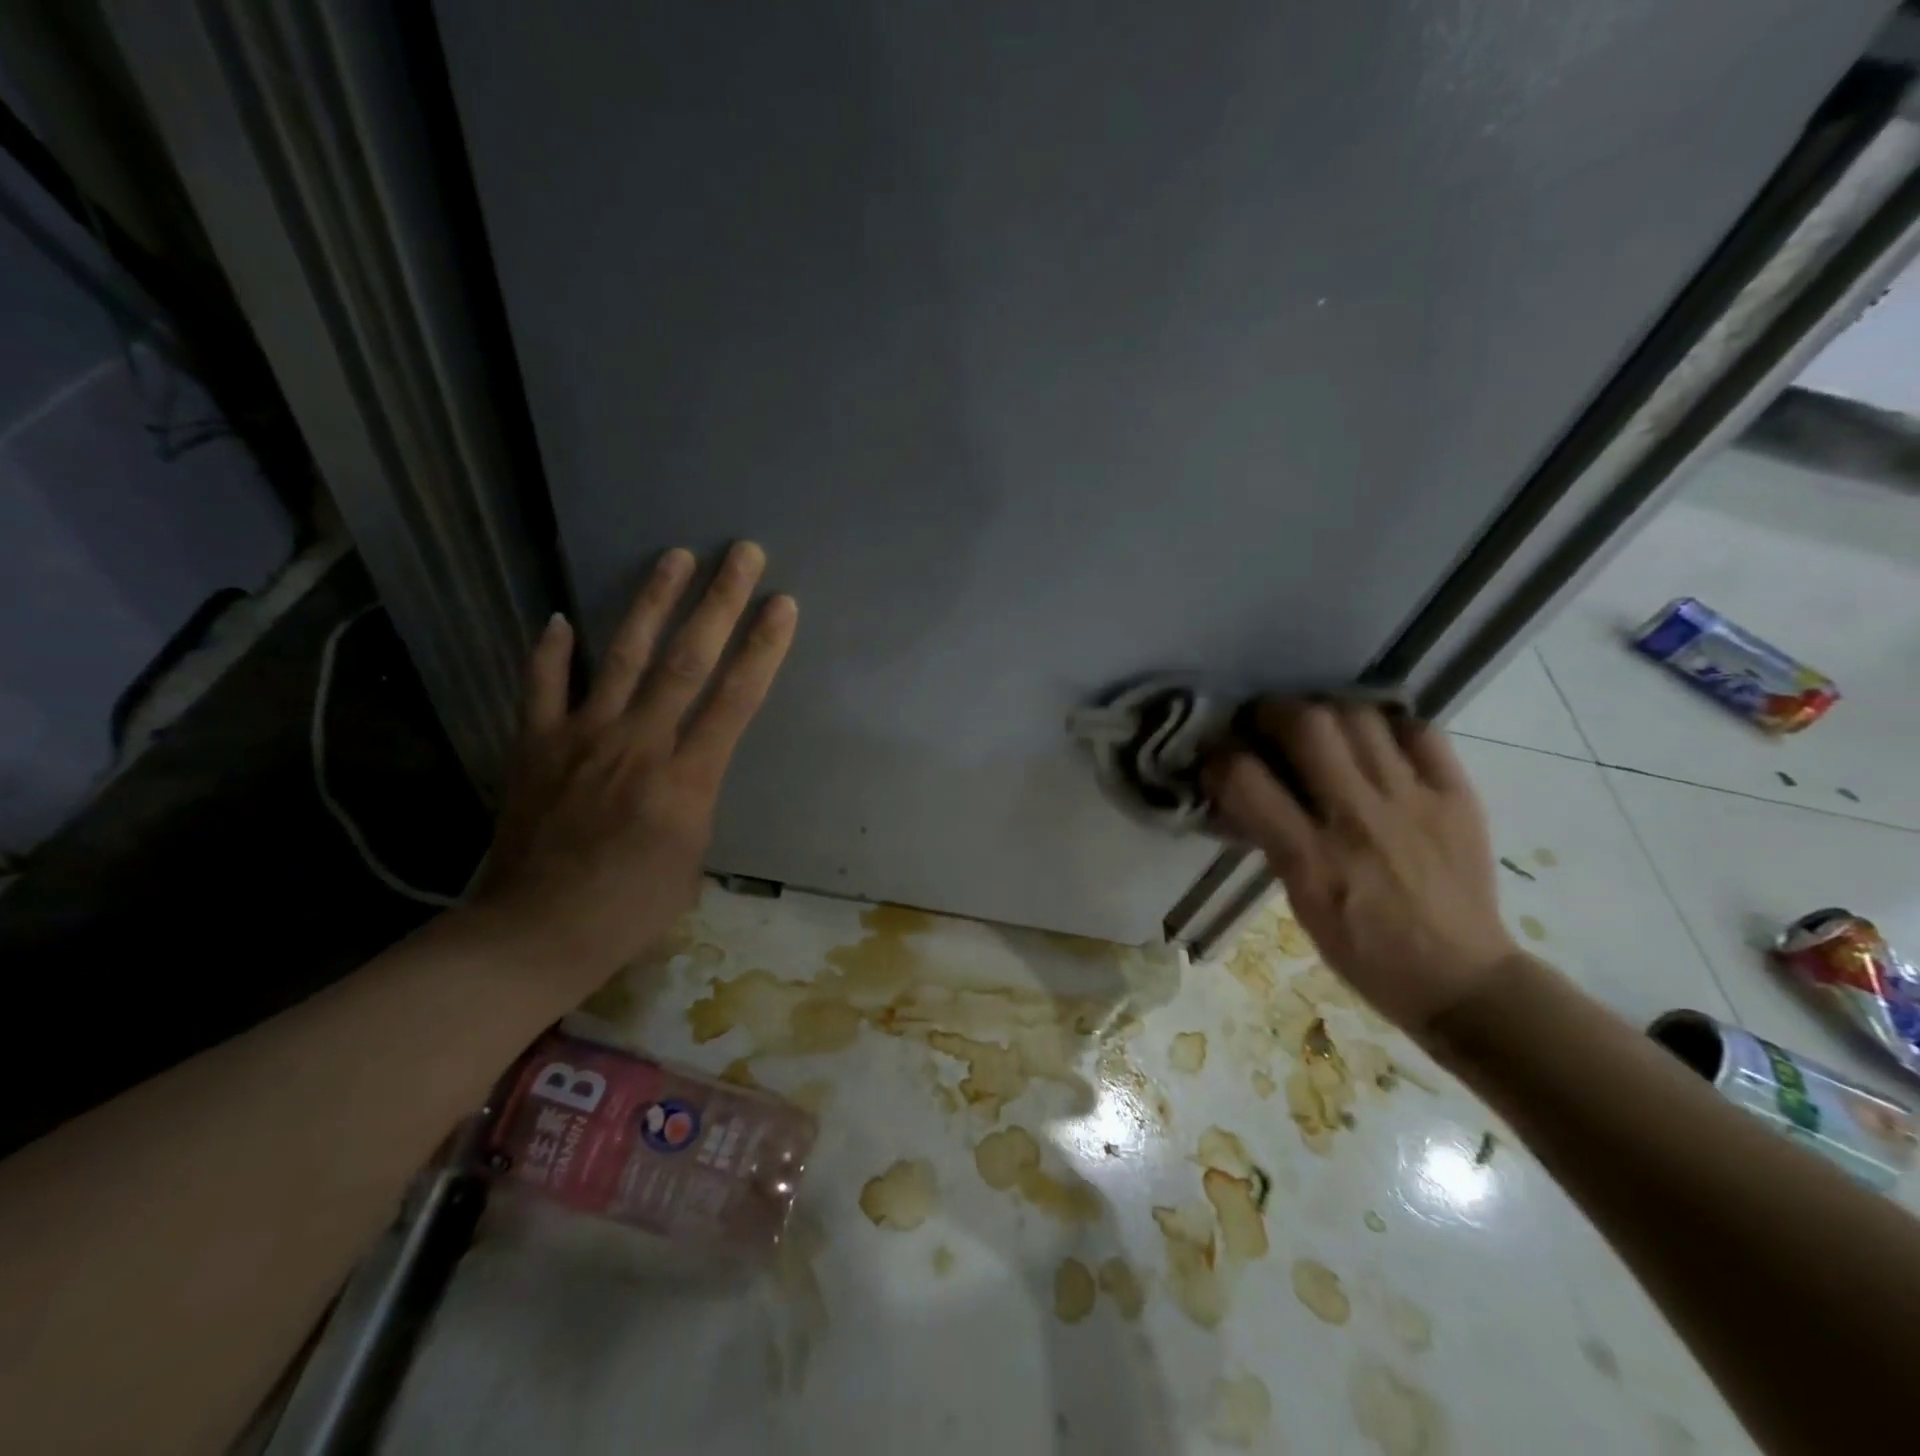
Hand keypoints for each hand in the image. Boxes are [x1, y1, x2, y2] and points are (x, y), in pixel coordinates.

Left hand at [469, 542, 795, 981]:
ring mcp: (583, 738)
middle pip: (687, 661)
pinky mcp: (536, 746)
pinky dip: (552, 652)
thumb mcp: (691, 861)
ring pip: (624, 657)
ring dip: (652, 602)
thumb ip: (695, 800)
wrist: (536, 933)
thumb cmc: (630, 910)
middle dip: (719, 603)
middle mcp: (639, 745)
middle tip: (741, 553)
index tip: (783, 604)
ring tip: (674, 556)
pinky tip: (561, 617)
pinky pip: (544, 687)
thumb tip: (690, 767)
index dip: (763, 648)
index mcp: (686, 780)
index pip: (735, 699)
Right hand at [1204, 702, 1521, 1037]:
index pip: (1246, 779)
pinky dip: (1389, 727)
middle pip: (1307, 725)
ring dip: (1327, 712)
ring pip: (1360, 717)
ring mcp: (1414, 802)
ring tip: (1321, 728)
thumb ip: (1274, 840)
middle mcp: (1359, 819)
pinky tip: (1376, 742)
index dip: (1219, 755)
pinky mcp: (1458, 797)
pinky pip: (1421, 732)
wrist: (1461, 980)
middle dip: (1273, 711)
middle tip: (1266, 723)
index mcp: (1310, 859)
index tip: (1216, 754)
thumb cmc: (1364, 951)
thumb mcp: (1300, 903)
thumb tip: (1246, 788)